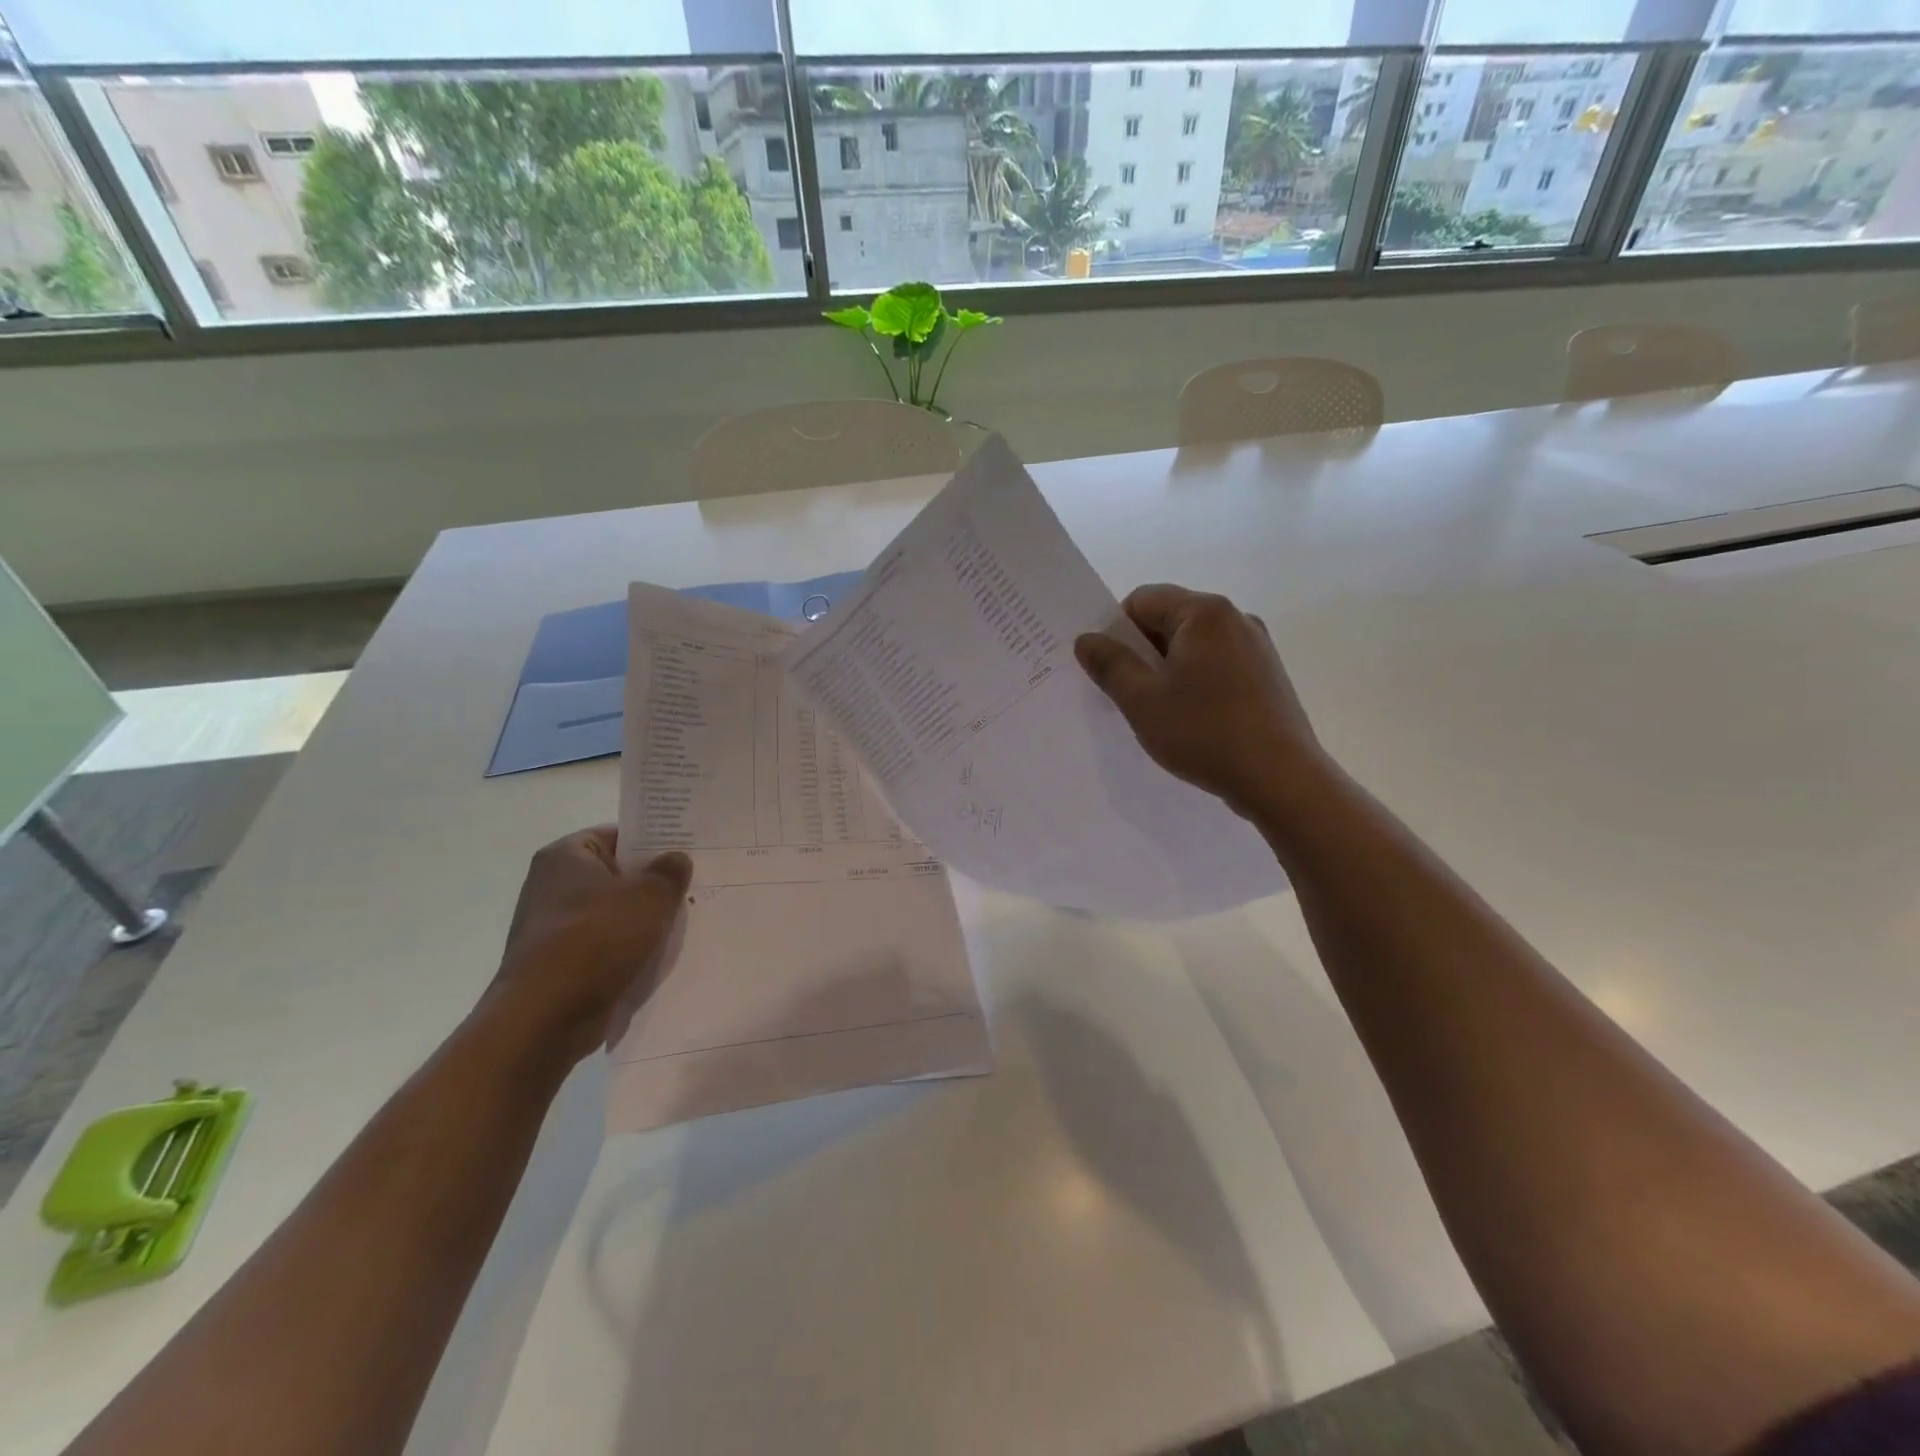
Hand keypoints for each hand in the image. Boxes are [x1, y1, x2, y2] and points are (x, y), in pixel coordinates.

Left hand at [481, 826, 691, 1066]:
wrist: (544, 1018)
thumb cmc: (595, 940)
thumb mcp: (648, 896)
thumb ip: (669, 871)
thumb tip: (676, 859)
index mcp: (566, 856)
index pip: (618, 835)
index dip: (654, 840)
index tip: (688, 851)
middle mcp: (553, 886)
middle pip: (618, 875)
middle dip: (654, 884)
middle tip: (695, 886)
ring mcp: (555, 927)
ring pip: (615, 913)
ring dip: (646, 920)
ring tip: (685, 922)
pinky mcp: (562, 963)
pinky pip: (607, 946)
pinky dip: (630, 949)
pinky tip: (660, 957)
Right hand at [1075, 583, 1324, 817]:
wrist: (1280, 778)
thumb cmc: (1204, 732)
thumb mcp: (1142, 700)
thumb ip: (1110, 664)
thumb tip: (1086, 639)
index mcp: (1204, 613)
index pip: (1142, 599)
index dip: (1117, 630)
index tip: (1110, 670)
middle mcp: (1235, 618)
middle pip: (1169, 619)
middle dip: (1142, 652)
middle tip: (1129, 695)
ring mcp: (1256, 646)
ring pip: (1193, 646)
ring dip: (1168, 670)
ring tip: (1161, 713)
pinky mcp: (1267, 675)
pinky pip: (1217, 665)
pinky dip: (1196, 683)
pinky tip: (1193, 720)